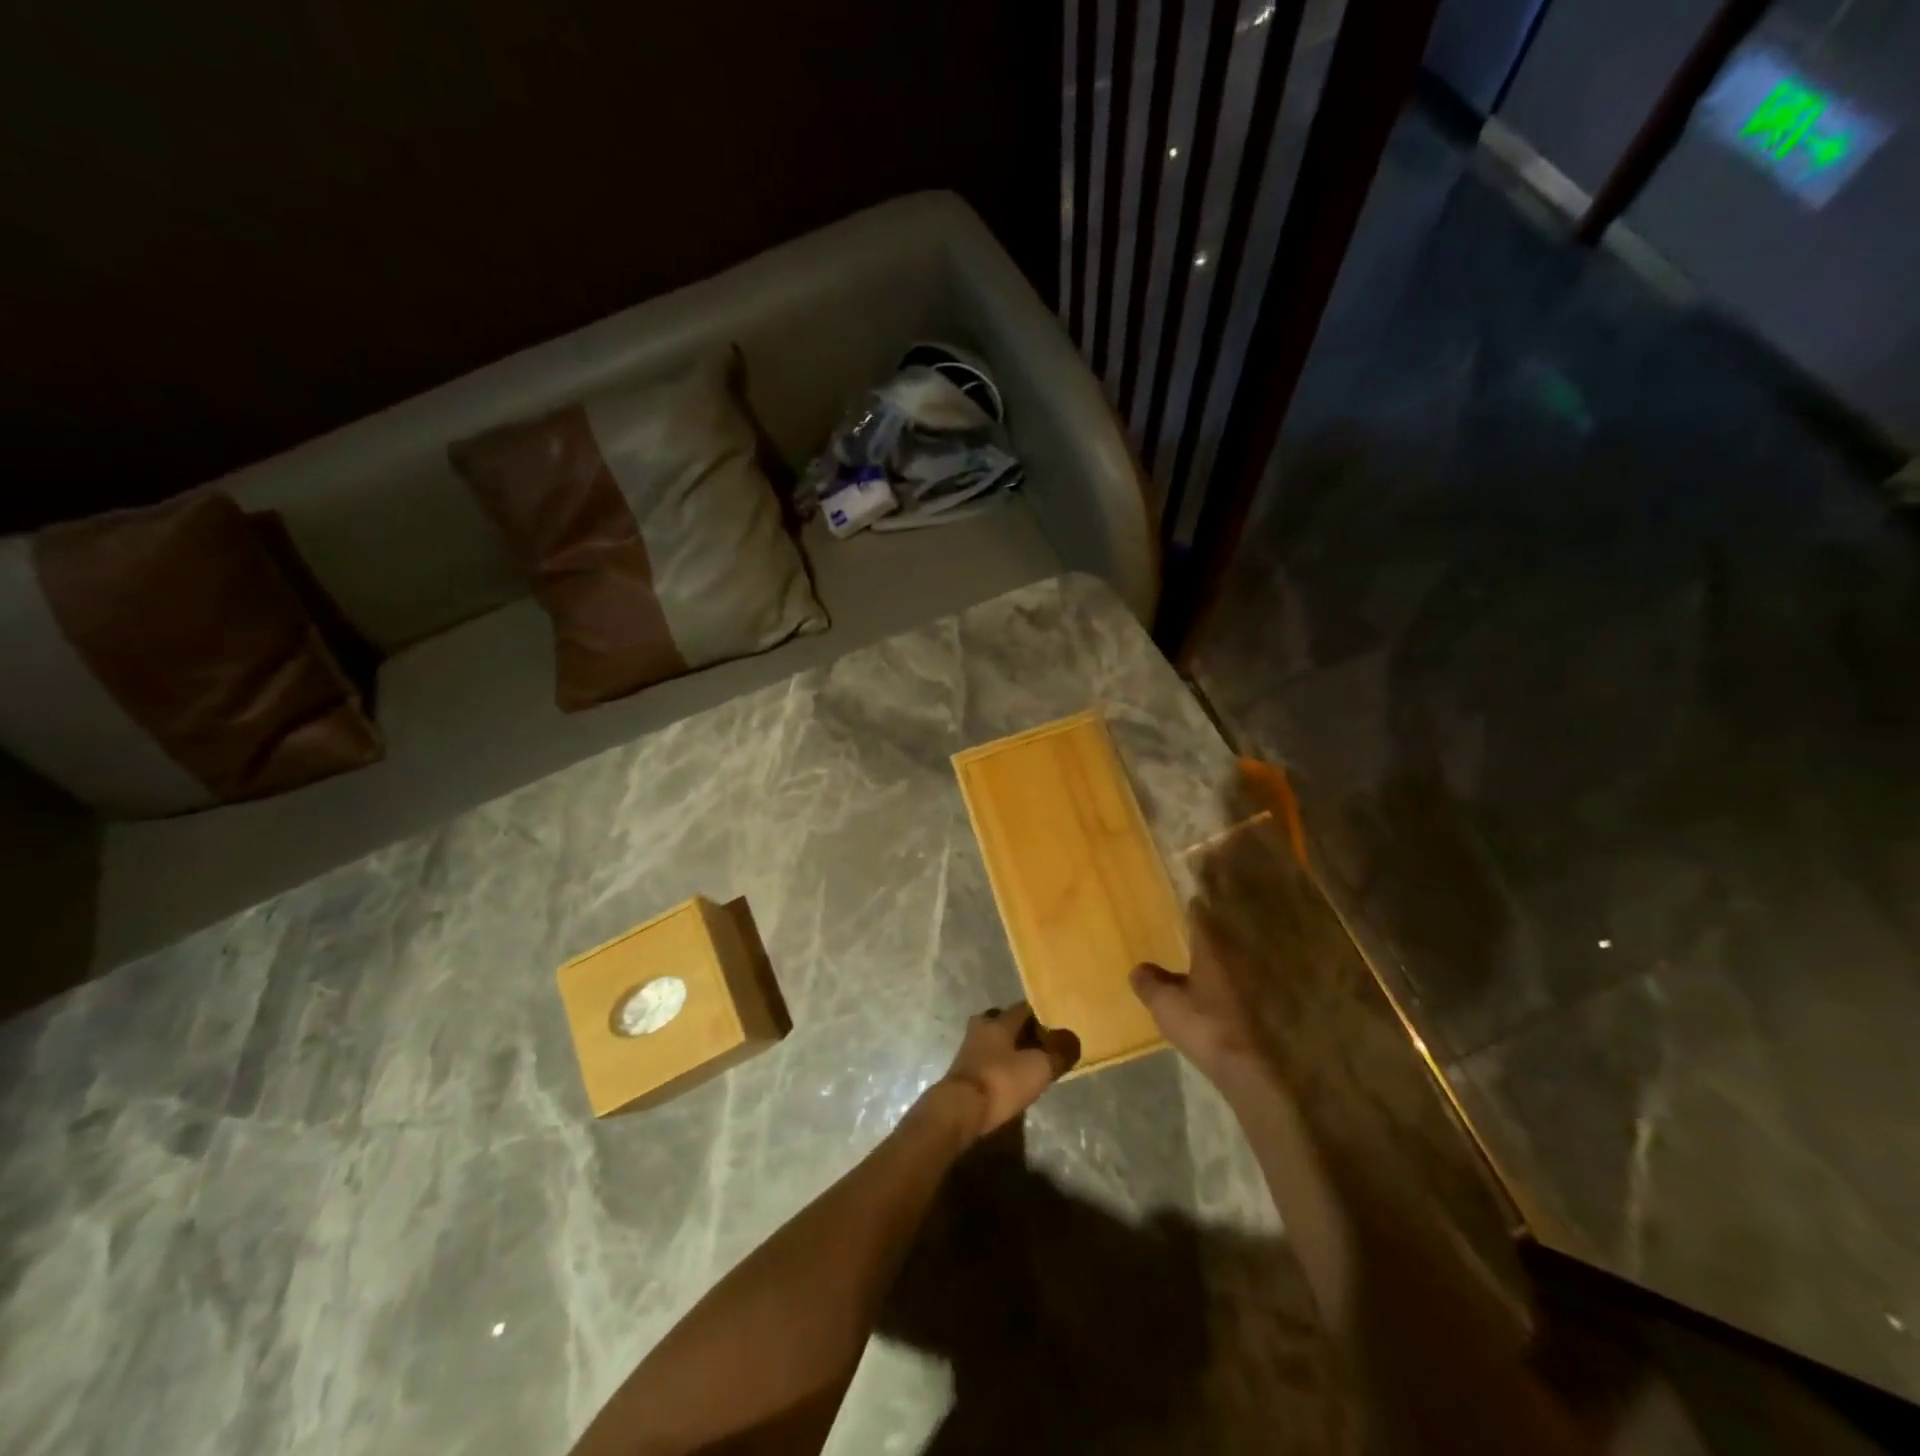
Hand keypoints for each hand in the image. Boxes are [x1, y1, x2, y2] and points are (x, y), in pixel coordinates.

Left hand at [935, 1002, 1079, 1140]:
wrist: (961, 1110)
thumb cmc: (1001, 1081)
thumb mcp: (1038, 1067)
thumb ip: (1058, 1053)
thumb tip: (1072, 1038)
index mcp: (999, 1022)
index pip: (1022, 1008)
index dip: (1040, 1015)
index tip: (1054, 1024)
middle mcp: (981, 1029)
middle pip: (1003, 1021)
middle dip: (1020, 1030)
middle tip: (1039, 1042)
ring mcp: (968, 1050)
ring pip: (992, 1041)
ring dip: (1007, 1048)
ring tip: (1025, 1062)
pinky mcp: (963, 1071)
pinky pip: (985, 1060)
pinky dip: (998, 1065)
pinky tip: (1008, 1078)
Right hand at [1131, 902, 1260, 1079]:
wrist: (1255, 1067)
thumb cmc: (1206, 1026)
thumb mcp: (1166, 1005)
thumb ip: (1150, 983)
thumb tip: (1138, 969)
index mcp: (1213, 943)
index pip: (1203, 909)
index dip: (1196, 898)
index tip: (1191, 892)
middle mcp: (1242, 950)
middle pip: (1231, 921)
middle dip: (1222, 913)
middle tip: (1209, 905)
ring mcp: (1262, 973)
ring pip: (1250, 944)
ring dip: (1240, 939)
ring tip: (1226, 937)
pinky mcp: (1279, 996)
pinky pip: (1264, 970)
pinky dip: (1254, 968)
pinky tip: (1245, 975)